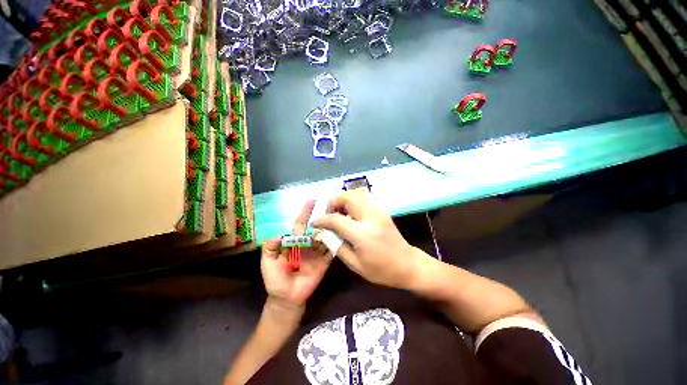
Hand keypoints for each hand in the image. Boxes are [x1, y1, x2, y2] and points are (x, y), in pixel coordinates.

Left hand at [261, 200, 331, 309]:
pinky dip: (337, 243)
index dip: (305, 213)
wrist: (287, 299)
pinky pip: (331, 251)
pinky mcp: (325, 262)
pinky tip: (344, 234)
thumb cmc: (275, 280)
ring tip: (340, 217)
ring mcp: (317, 252)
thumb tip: (277, 235)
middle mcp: (307, 244)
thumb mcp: (268, 263)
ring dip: (332, 227)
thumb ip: (270, 248)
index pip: (300, 224)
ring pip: (325, 237)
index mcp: (294, 242)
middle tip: (332, 206)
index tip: (312, 200)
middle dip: (323, 217)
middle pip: (316, 228)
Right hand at [313, 190, 427, 288]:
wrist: (407, 264)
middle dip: (334, 202)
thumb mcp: (355, 265)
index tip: (316, 223)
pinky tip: (351, 212)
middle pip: (348, 197)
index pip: (336, 219)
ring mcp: (378, 211)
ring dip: (344, 198)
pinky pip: (365, 196)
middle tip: (330, 214)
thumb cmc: (381, 270)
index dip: (323, 219)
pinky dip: (354, 199)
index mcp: (363, 234)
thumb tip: (325, 233)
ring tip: (340, 211)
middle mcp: (371, 217)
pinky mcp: (382, 210)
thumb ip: (337, 246)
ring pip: (357, 193)